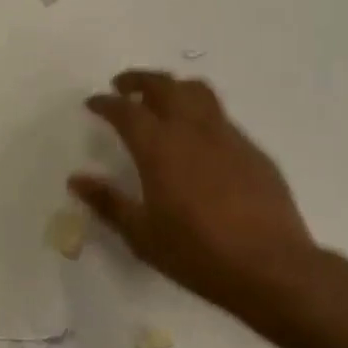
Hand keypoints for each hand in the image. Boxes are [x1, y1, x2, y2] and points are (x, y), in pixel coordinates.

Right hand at [70, 71, 317, 317]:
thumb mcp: (141, 234)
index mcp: (159, 148)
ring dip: (174, 87)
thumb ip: (108, 202)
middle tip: (123, 86)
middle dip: (139, 80)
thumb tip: (77, 180)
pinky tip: (199, 140)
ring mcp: (228, 136)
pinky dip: (201, 114)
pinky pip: (221, 117)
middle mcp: (192, 130)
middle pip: (164, 86)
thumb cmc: (197, 253)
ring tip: (162, 100)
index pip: (126, 111)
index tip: (94, 102)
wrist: (270, 267)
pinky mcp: (253, 150)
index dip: (106, 103)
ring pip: (198, 92)